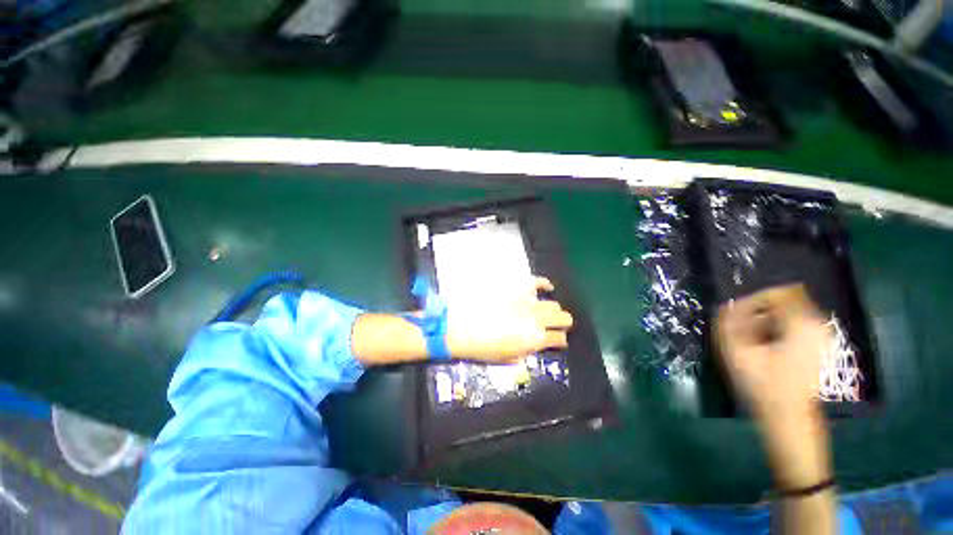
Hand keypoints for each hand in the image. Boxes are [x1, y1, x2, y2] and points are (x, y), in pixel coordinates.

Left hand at [445, 277, 573, 363]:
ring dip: (552, 310)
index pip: (559, 339)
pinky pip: (537, 282)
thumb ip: (528, 352)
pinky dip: (544, 284)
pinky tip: (547, 287)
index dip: (560, 340)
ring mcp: (527, 301)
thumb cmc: (483, 348)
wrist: (461, 327)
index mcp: (535, 339)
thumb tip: (536, 344)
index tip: (557, 340)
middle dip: (562, 323)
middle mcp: (537, 319)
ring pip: (552, 303)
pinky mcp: (516, 288)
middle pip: (563, 318)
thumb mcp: (508, 359)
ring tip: (545, 311)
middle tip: (553, 325)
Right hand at [716, 284, 833, 491]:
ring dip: (766, 320)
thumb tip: (728, 305)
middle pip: (783, 300)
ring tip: (752, 340)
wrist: (788, 416)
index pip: (776, 293)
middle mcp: (817, 325)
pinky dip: (776, 328)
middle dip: (759, 312)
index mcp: (802, 324)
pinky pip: (794, 323)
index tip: (736, 316)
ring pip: (787, 312)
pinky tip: (766, 346)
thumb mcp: (737, 352)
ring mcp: (821, 335)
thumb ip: (729, 323)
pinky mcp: (819, 344)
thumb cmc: (763, 385)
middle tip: (743, 331)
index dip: (751, 301)